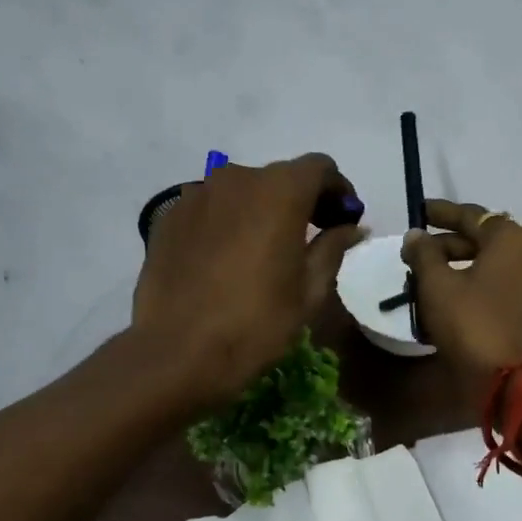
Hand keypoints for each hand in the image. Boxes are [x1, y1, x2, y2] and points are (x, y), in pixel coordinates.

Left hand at [132, 153, 364, 410]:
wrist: (178, 352)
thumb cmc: (256, 323)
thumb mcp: (309, 291)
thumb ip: (333, 248)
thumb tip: (353, 227)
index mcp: (279, 191)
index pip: (319, 168)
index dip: (338, 190)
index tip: (343, 219)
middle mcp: (236, 179)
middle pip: (278, 178)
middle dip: (300, 201)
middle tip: (309, 237)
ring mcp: (196, 195)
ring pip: (240, 192)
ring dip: (259, 211)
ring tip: (262, 251)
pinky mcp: (169, 217)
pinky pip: (209, 210)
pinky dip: (226, 224)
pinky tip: (225, 261)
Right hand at [402, 199, 521, 392]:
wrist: (516, 381)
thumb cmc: (473, 324)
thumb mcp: (437, 286)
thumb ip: (424, 254)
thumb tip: (415, 234)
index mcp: (511, 239)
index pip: (472, 215)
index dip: (441, 213)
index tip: (420, 211)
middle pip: (485, 240)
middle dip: (449, 244)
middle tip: (418, 252)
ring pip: (494, 265)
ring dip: (463, 266)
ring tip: (431, 277)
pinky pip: (504, 286)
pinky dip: (479, 285)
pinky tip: (455, 299)